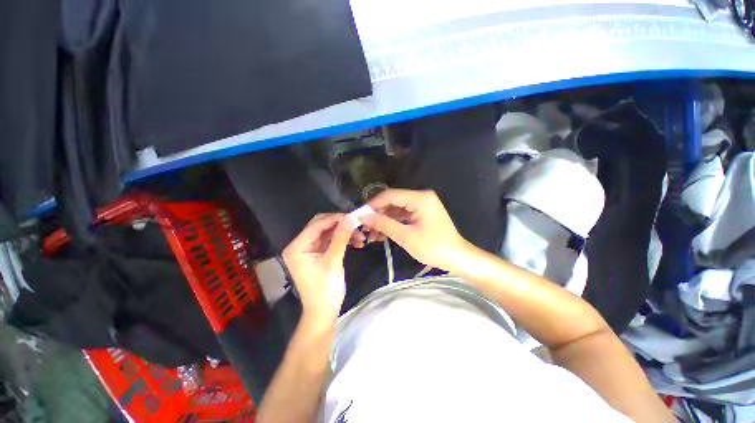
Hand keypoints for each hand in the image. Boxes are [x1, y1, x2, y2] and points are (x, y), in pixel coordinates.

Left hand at [282, 213, 355, 320]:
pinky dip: (343, 240)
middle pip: (322, 226)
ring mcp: (309, 250)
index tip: (353, 216)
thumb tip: (351, 218)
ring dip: (344, 233)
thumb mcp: (333, 260)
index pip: (317, 225)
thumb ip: (341, 237)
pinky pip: (331, 241)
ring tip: (361, 238)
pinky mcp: (318, 254)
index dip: (335, 218)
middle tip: (357, 225)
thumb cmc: (325, 289)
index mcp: (297, 247)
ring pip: (328, 233)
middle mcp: (300, 245)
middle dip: (341, 225)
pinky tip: (356, 243)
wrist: (323, 312)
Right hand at [359, 189, 471, 272]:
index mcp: (420, 198)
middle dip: (378, 214)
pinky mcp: (422, 213)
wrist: (457, 258)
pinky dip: (393, 223)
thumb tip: (363, 216)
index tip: (360, 215)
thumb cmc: (433, 247)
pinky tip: (382, 233)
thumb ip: (383, 224)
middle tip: (365, 227)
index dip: (374, 204)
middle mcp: (421, 197)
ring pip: (397, 209)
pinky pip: (403, 215)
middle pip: (393, 201)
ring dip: (384, 220)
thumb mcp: (405, 236)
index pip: (391, 195)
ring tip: (371, 234)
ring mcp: (422, 205)